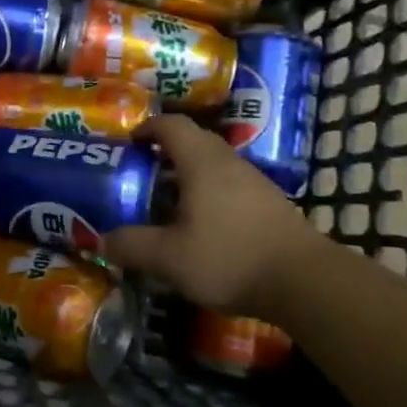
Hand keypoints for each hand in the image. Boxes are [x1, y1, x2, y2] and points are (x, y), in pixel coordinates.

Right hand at [103, 114, 318, 315]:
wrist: (304, 281)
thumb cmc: (229, 257)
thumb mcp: (169, 257)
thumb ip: (133, 246)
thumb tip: (103, 240)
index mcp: (201, 162)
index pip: (171, 125)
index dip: (147, 127)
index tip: (129, 142)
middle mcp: (229, 162)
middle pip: (194, 140)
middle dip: (166, 150)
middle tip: (143, 172)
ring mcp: (254, 181)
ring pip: (214, 164)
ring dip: (188, 174)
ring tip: (167, 201)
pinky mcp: (269, 203)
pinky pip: (230, 184)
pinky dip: (209, 192)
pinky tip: (202, 224)